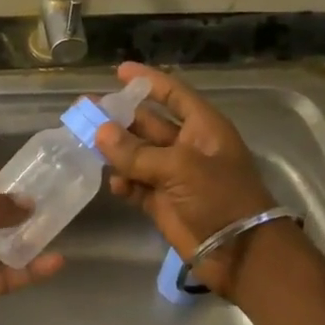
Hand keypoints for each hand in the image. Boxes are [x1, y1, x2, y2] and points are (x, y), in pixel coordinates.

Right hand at [94, 62, 285, 296]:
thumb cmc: (219, 198)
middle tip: (85, 110)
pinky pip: (135, 185)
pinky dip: (123, 183)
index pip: (173, 94)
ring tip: (85, 143)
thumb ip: (137, 152)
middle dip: (119, 117)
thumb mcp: (180, 167)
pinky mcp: (161, 202)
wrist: (239, 252)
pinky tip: (113, 184)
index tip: (120, 71)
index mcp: (203, 128)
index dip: (149, 82)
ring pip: (136, 154)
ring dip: (114, 150)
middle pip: (148, 123)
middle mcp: (187, 146)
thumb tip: (100, 132)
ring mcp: (173, 176)